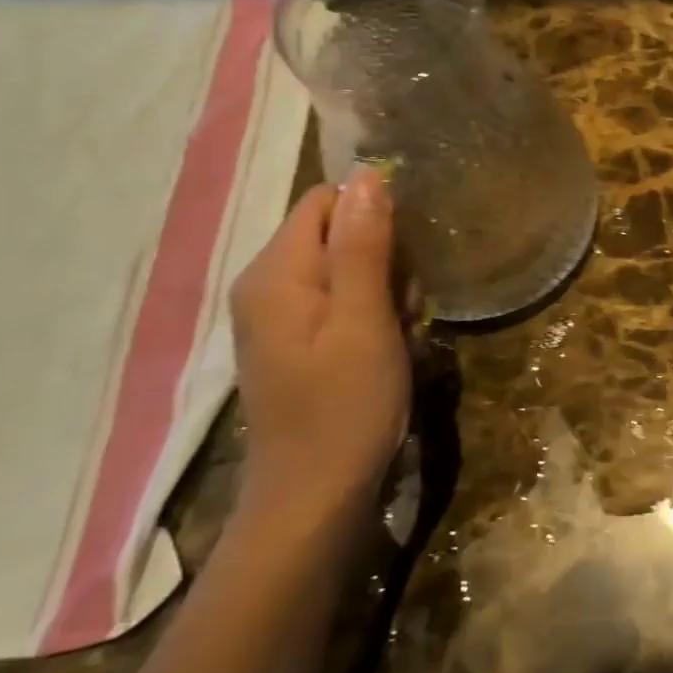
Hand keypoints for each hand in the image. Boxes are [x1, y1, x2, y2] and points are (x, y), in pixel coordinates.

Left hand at [228, 166, 411, 524]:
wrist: (315, 498)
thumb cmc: (345, 407)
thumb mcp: (364, 321)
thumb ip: (363, 246)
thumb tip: (365, 174)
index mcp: (275, 272)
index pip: (328, 201)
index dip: (375, 219)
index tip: (402, 265)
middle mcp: (266, 284)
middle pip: (338, 232)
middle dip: (385, 260)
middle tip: (405, 309)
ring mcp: (279, 315)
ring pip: (347, 267)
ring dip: (386, 290)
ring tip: (400, 334)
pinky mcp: (296, 340)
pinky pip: (342, 300)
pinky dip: (373, 315)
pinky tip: (389, 347)